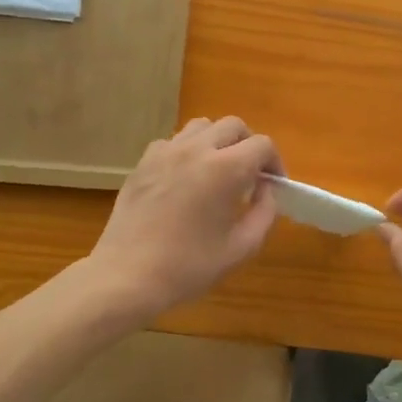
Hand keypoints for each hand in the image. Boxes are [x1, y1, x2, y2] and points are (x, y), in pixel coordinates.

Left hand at [87, 116, 280, 322]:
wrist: (127, 275)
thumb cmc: (188, 267)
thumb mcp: (241, 248)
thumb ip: (264, 213)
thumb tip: (267, 190)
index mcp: (225, 169)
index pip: (262, 145)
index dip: (274, 163)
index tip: (272, 185)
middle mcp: (197, 149)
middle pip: (233, 125)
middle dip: (248, 145)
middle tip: (249, 175)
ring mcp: (166, 152)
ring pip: (202, 126)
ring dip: (217, 142)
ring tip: (217, 171)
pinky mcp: (144, 161)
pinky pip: (174, 141)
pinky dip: (187, 151)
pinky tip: (184, 179)